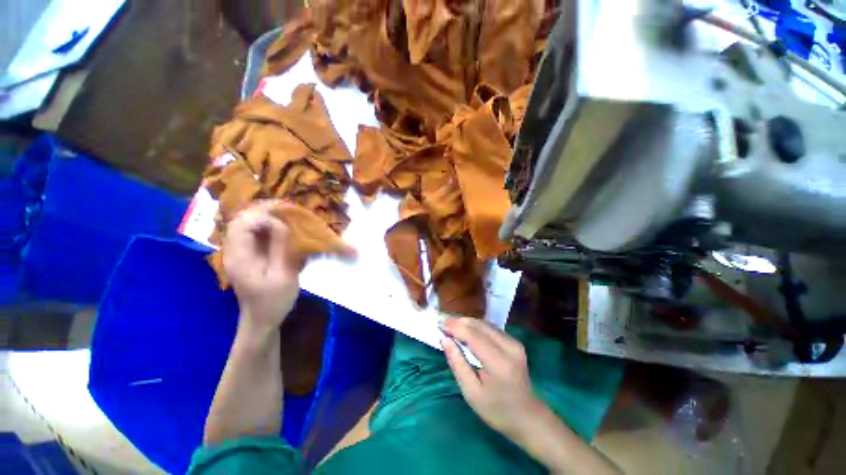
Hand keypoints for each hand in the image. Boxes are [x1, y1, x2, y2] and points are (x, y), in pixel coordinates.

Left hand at [223, 202, 299, 329]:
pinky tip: (280, 230)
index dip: (263, 217)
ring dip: (264, 218)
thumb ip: (280, 248)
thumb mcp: (283, 275)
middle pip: (240, 221)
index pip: (242, 224)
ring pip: (245, 226)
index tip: (285, 221)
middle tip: (285, 212)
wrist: (261, 320)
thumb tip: (281, 223)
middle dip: (262, 213)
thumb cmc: (274, 300)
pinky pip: (251, 235)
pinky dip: (265, 228)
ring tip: (285, 217)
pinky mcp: (245, 257)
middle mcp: (234, 252)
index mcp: (240, 257)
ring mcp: (238, 254)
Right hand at [441, 317, 544, 437]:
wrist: (527, 417)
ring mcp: (514, 343)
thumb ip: (457, 364)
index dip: (455, 327)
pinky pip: (491, 328)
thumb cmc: (496, 410)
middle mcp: (509, 347)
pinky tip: (465, 330)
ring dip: (466, 323)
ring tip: (451, 326)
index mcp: (499, 363)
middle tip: (442, 324)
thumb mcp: (471, 392)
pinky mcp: (514, 342)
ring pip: (485, 324)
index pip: (473, 336)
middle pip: (479, 325)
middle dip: (459, 322)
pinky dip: (476, 327)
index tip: (439, 324)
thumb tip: (445, 339)